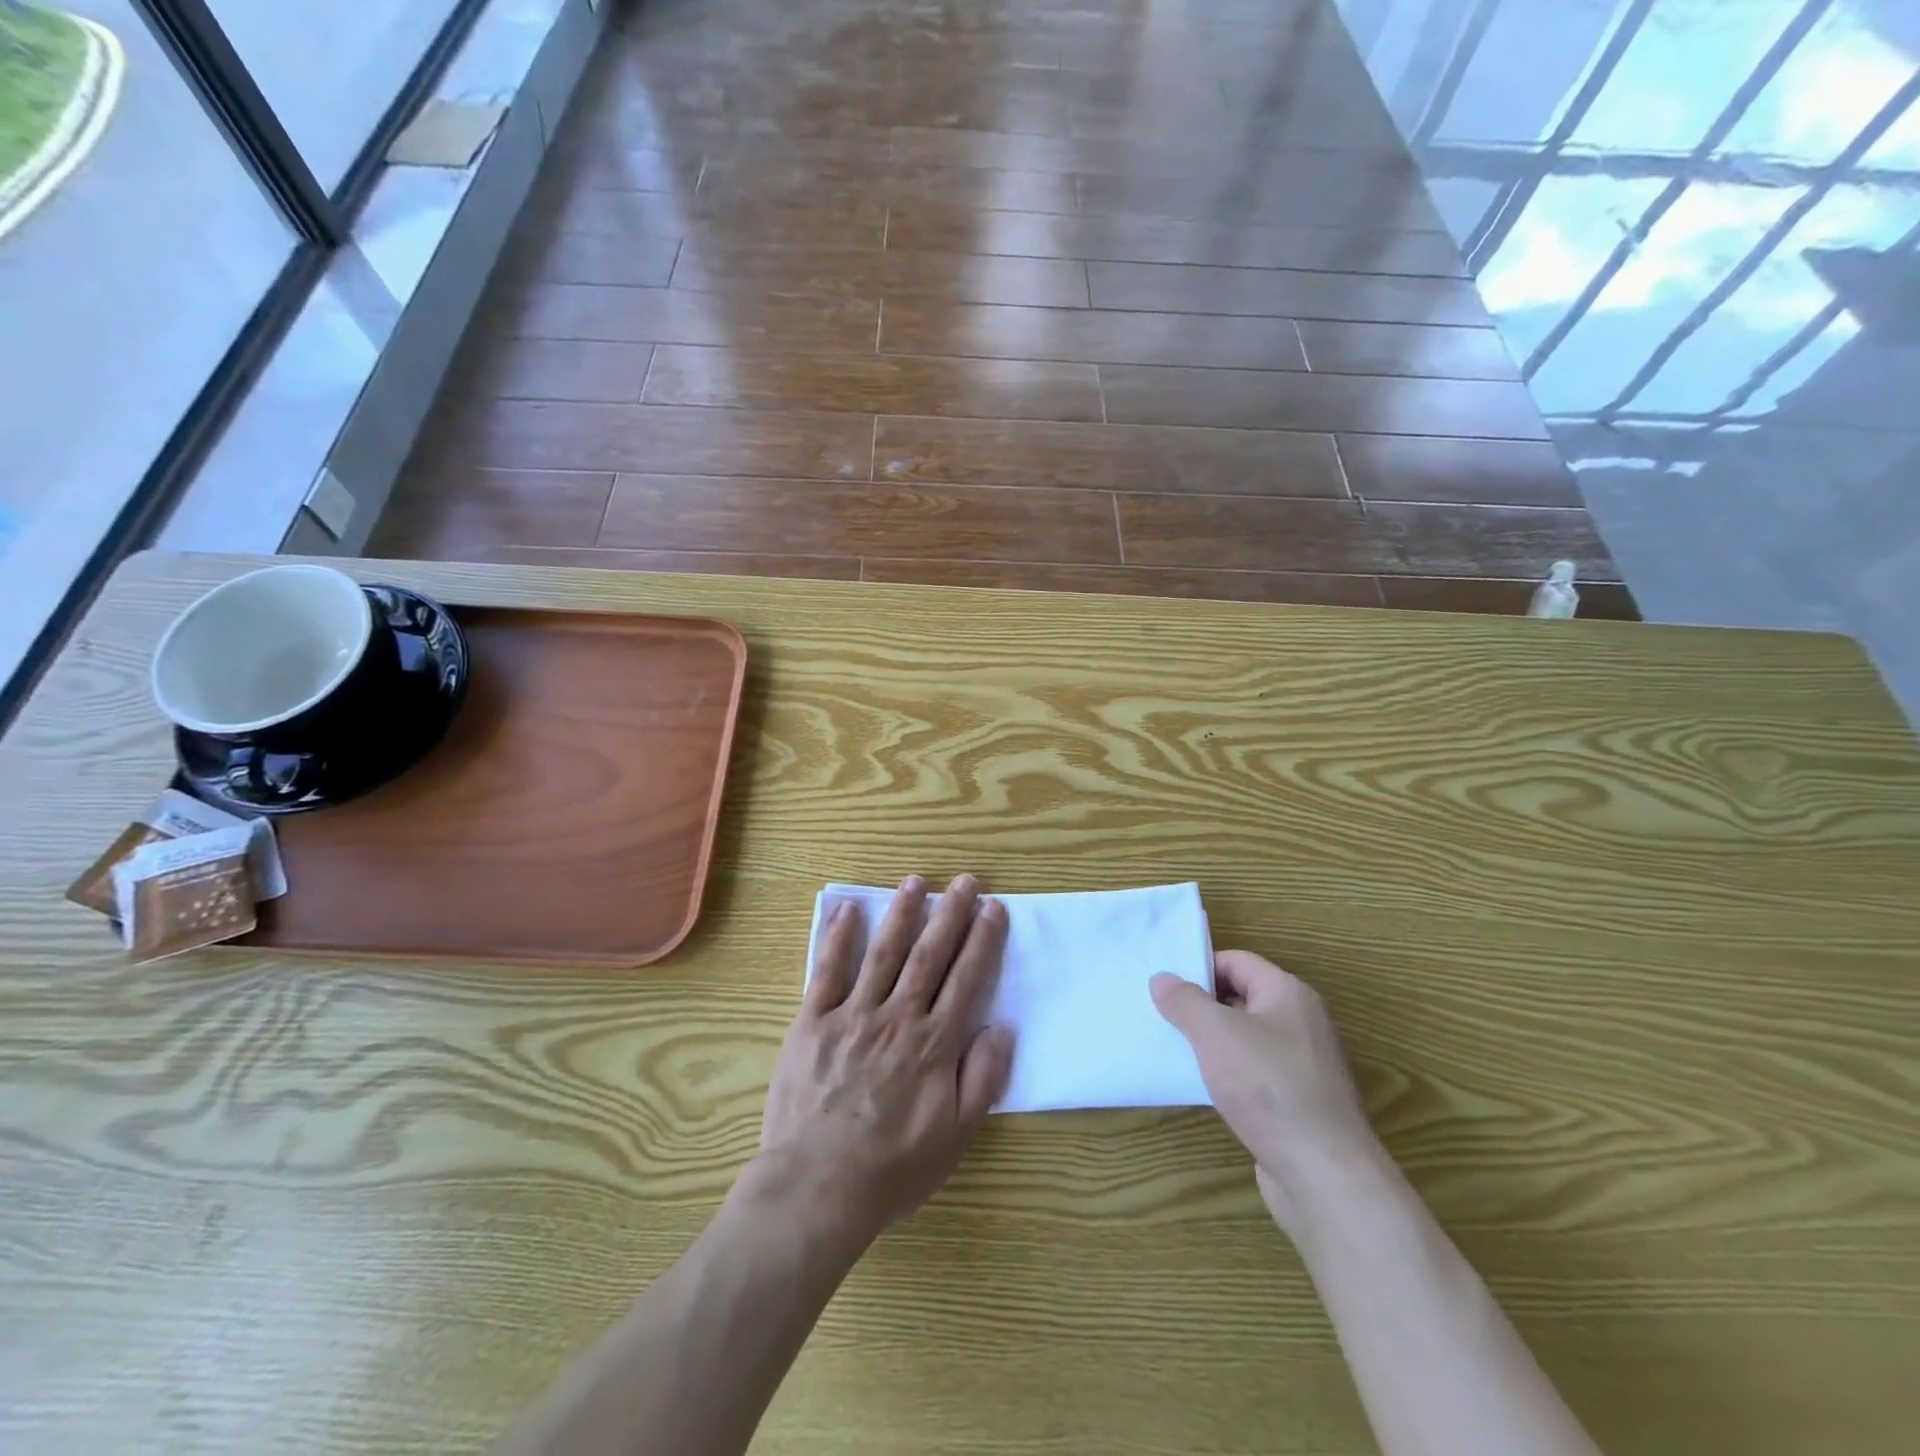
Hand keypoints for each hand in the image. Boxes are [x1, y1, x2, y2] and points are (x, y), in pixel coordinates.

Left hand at [756, 874, 1014, 1252]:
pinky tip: (849, 909)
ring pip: (883, 953)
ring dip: (901, 913)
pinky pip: (827, 971)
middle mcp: (897, 1017)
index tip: (994, 907)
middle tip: (965, 881)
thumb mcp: (955, 1136)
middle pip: (929, 955)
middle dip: (950, 914)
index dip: (982, 940)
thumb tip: (1001, 1027)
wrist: (817, 1187)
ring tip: (916, 881)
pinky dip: (838, 938)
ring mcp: (853, 1015)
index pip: (966, 979)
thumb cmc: (892, 1168)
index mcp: (933, 1044)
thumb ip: (982, 1079)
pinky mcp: (813, 1022)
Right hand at [1151, 951, 1383, 1237]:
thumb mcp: (1215, 1033)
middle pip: (1241, 997)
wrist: (1324, 1175)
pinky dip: (1227, 1074)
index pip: (1236, 961)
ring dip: (1211, 1043)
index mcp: (1288, 994)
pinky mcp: (1299, 1102)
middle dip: (1200, 1005)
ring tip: (1172, 1049)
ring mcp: (1303, 1065)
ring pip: (1245, 1038)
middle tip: (1160, 1015)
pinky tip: (1201, 1087)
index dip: (1199, 968)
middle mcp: (1301, 1022)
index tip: (1163, 986)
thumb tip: (1162, 979)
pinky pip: (1254, 1073)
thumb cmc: (1268, 1088)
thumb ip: (1185, 1001)